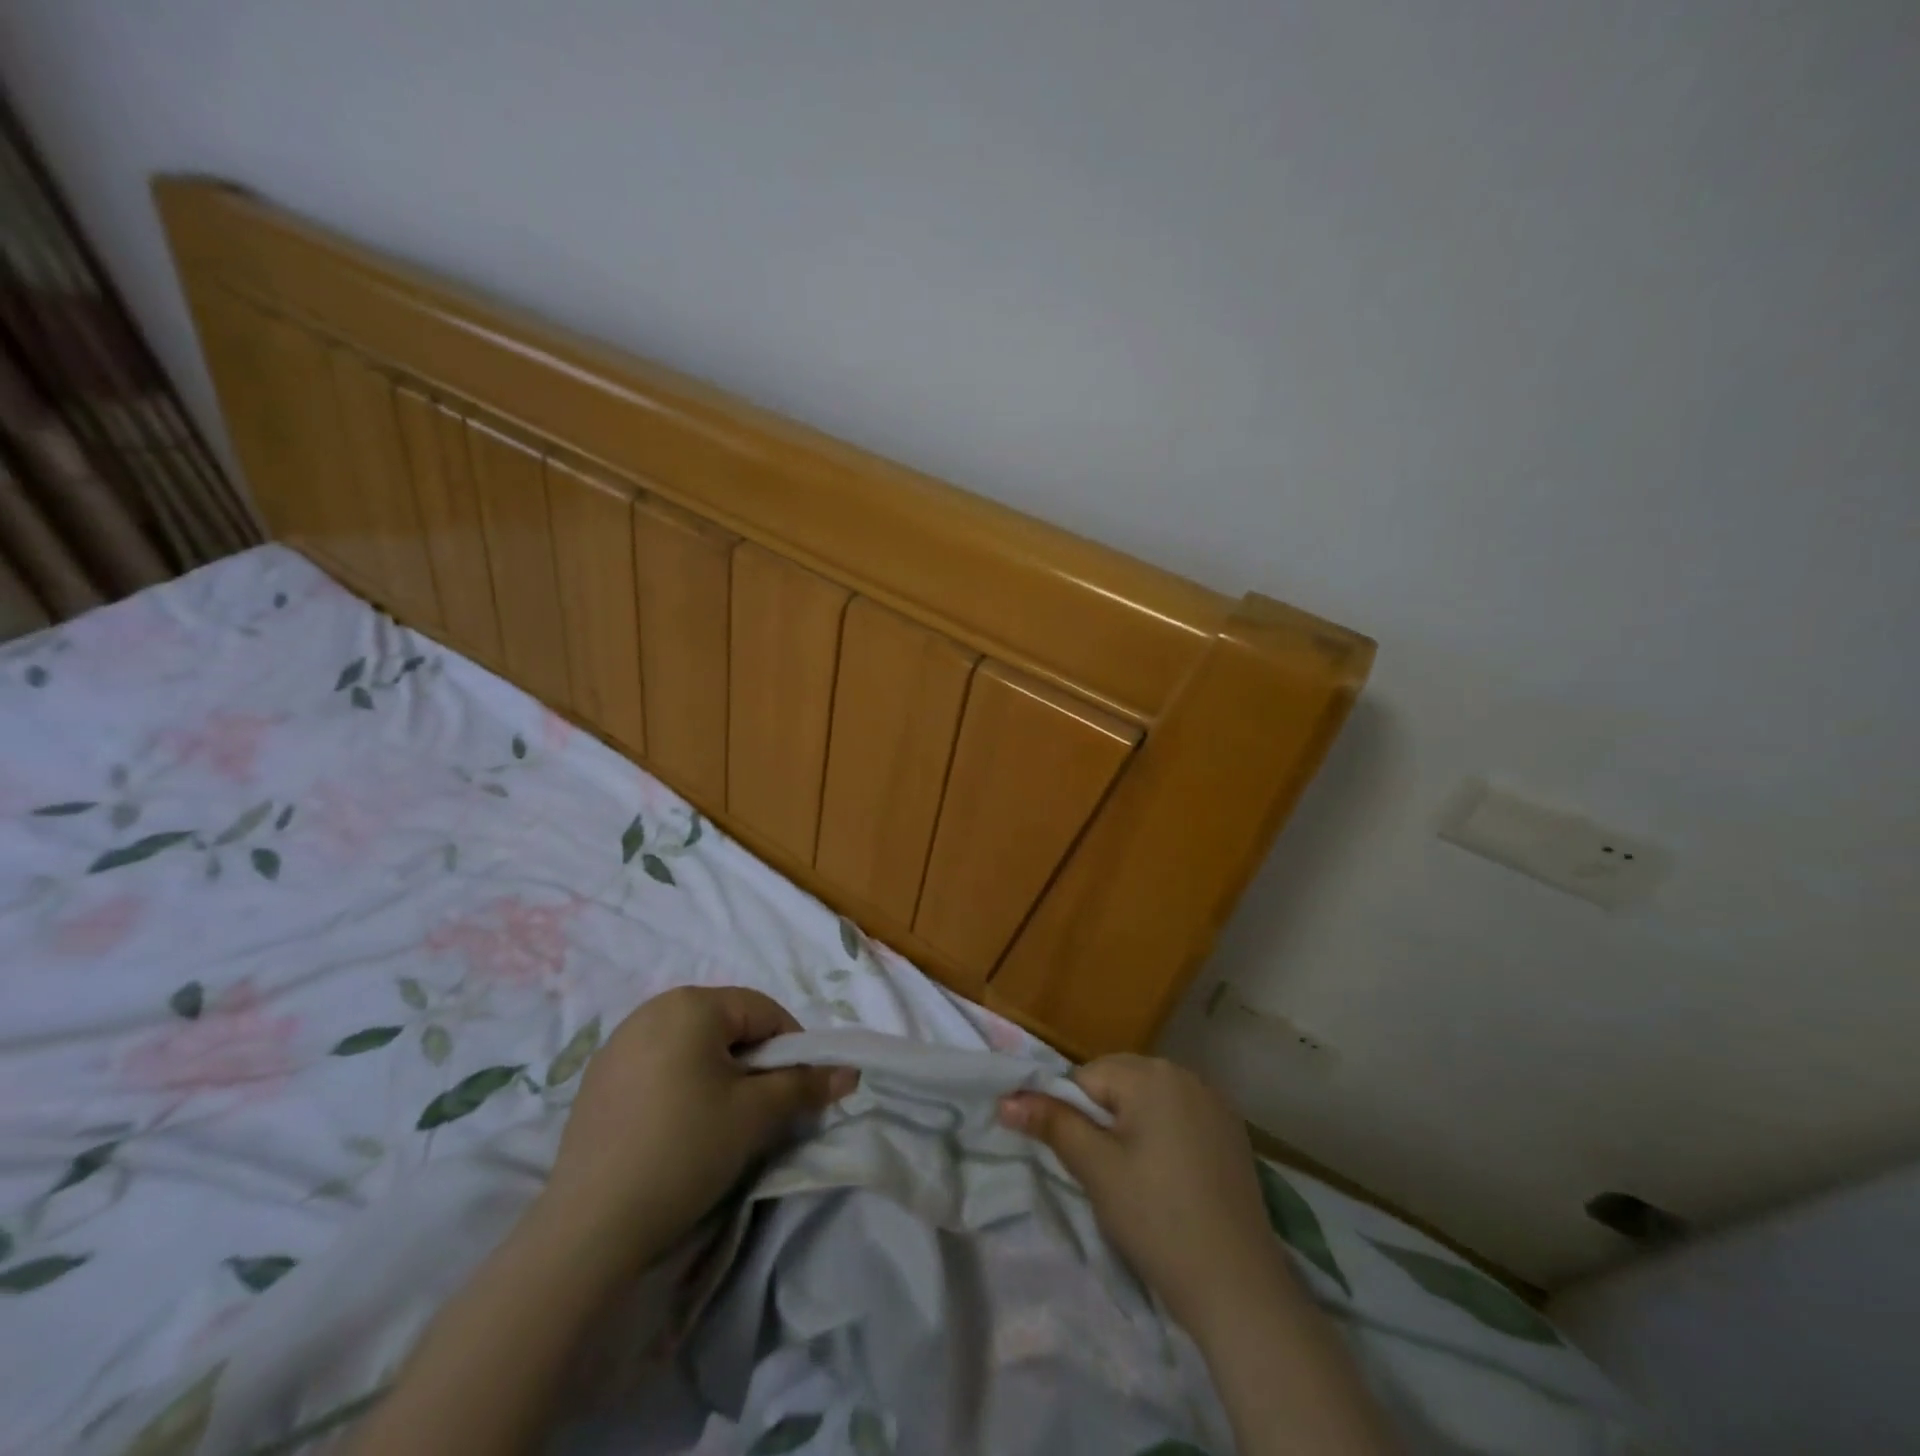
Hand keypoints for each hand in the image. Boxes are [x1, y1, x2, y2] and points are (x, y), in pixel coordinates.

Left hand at [536, 987, 855, 1272]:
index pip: (763, 1010)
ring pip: (692, 1045)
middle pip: (726, 1024)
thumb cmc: (684, 1151)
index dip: (792, 1048)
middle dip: (753, 1061)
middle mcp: (652, 1009)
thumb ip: (805, 1085)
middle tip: (760, 1110)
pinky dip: (680, 1085)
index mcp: (691, 1003)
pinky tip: (675, 1130)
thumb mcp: (755, 1115)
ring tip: (719, 1122)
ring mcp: (618, 1043)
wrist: (588, 1229)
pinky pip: (658, 1065)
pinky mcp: (597, 1079)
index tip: (797, 1091)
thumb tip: (849, 1072)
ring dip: (718, 1073)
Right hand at [999, 1053, 1288, 1333]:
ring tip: (1137, 1180)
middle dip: (1104, 1119)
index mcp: (1151, 1074)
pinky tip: (1172, 1180)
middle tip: (1105, 1173)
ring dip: (1134, 1127)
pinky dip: (1166, 1137)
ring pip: (1150, 1101)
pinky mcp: (1232, 1132)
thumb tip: (1005, 1098)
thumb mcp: (1095, 1169)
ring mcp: (1215, 1102)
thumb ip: (1051, 1123)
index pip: (1088, 1077)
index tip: (1081, 1160)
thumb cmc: (1157, 1219)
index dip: (1073, 1115)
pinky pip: (1181, 1118)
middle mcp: (1186, 1074)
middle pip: (1121, 1083)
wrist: (1239, 1287)